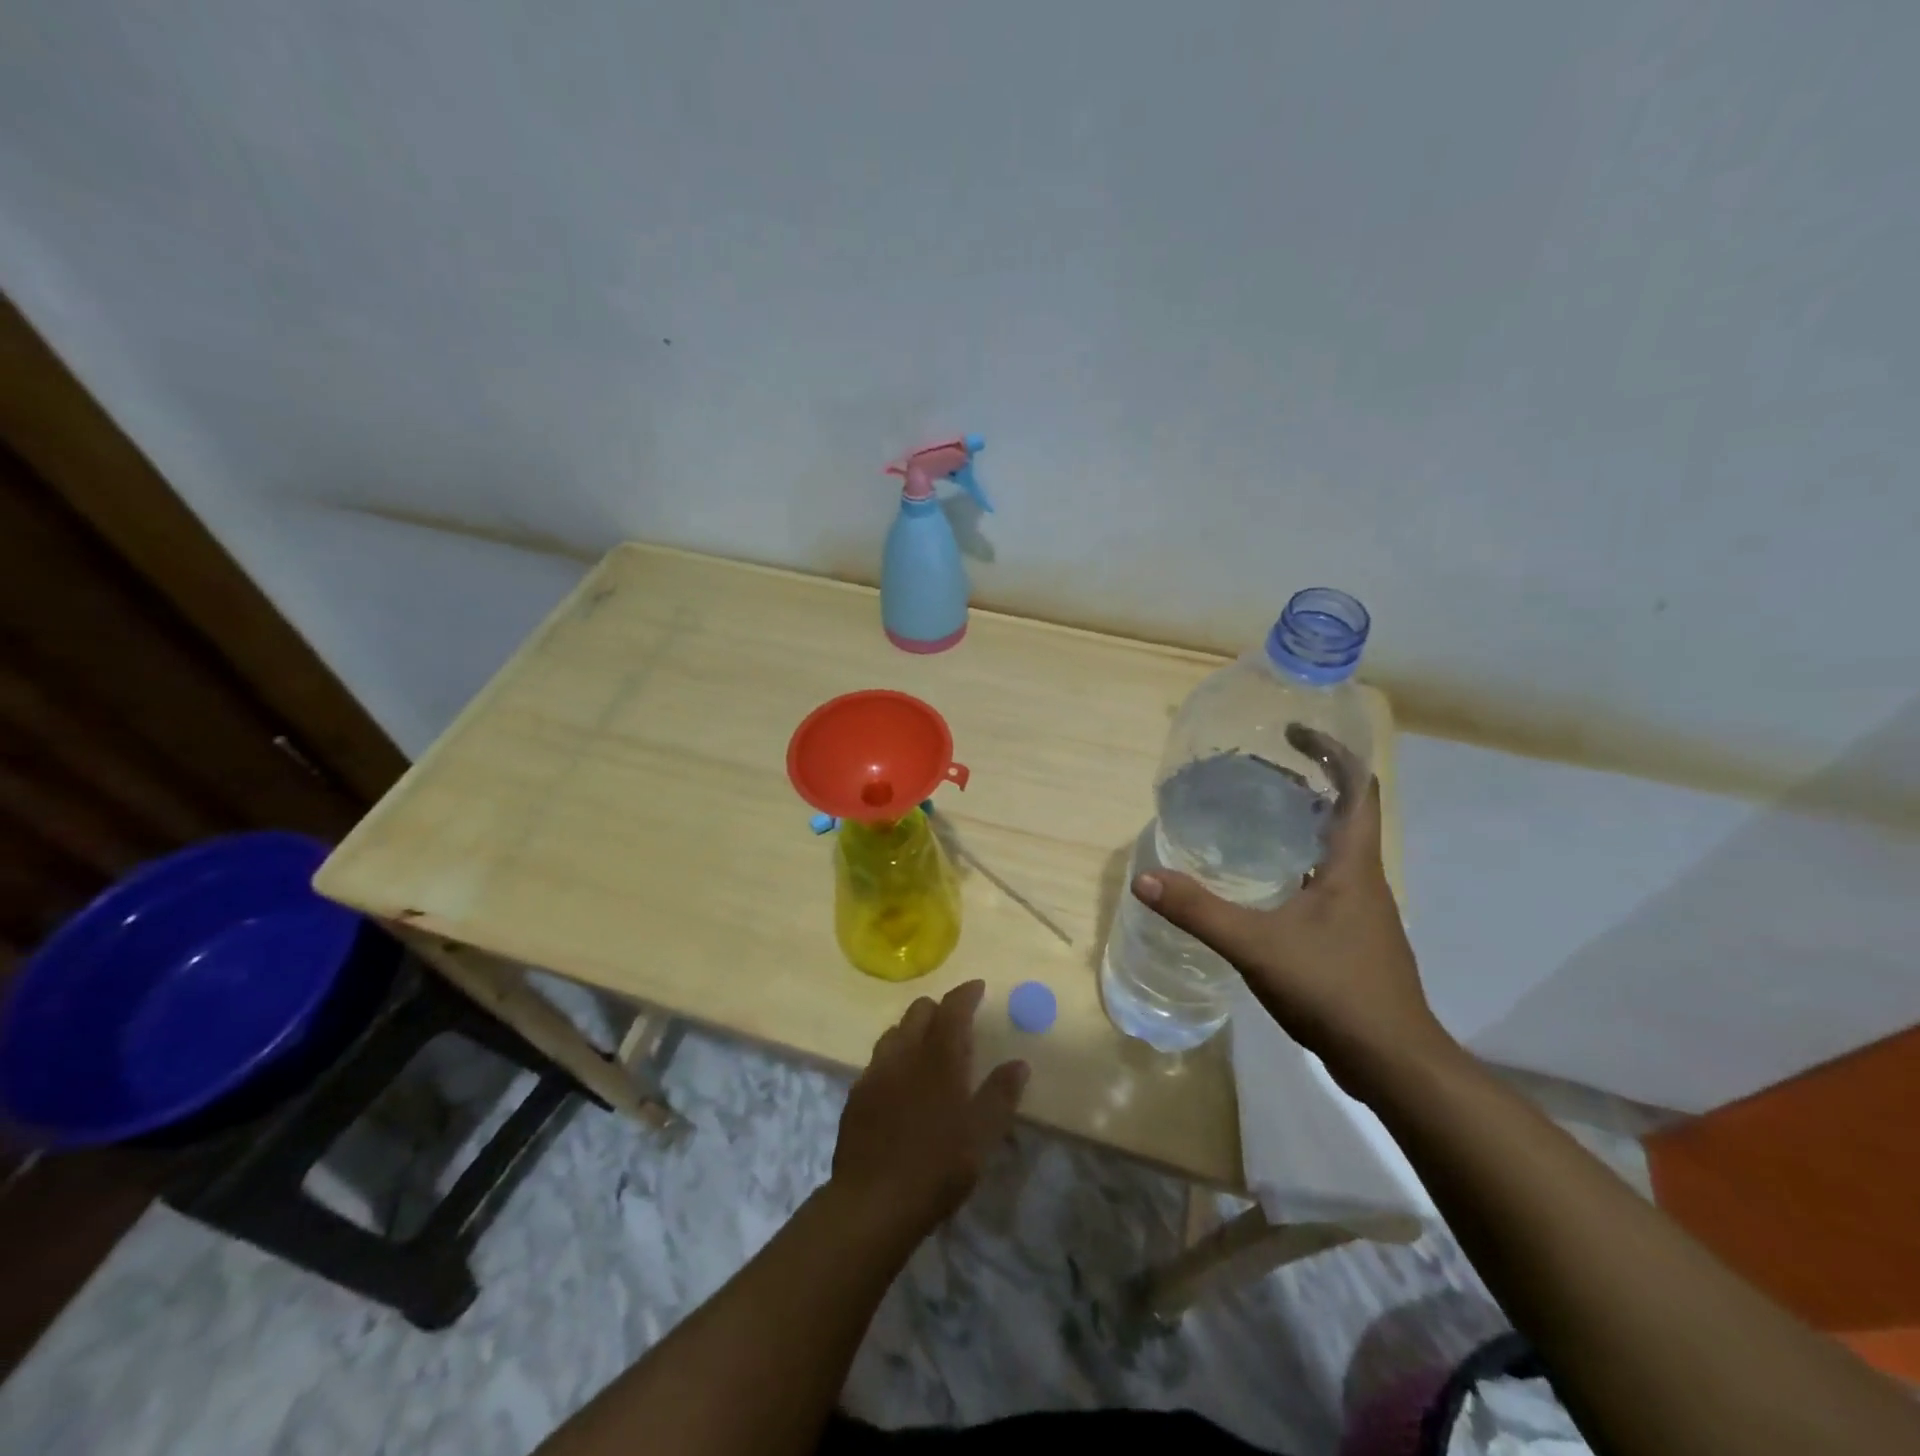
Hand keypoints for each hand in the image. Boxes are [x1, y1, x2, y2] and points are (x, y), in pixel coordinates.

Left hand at [830, 980, 1028, 1235]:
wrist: (871, 1203)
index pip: (952, 1008)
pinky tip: (900, 1083)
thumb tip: (1019, 1063)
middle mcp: (904, 1053)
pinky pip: (878, 1060)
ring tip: (928, 1050)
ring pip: (895, 1032)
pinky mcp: (856, 1095)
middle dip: (939, 1009)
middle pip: (919, 1011)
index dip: (966, 993)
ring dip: (914, 1030)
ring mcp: (875, 1072)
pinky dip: (894, 1057)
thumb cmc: (936, 1167)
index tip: (978, 988)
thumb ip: (1000, 1095)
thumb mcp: (981, 1136)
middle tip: (957, 1024)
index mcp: (938, 1057)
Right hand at [1132, 725, 1455, 1092]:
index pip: (1357, 787)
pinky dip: (1296, 864)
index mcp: (1353, 864)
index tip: (1292, 732)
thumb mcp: (1258, 947)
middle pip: (1343, 812)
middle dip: (1305, 783)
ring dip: (1300, 824)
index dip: (1331, 751)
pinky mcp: (1350, 936)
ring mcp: (1360, 910)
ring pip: (1332, 848)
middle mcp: (1363, 878)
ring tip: (1249, 817)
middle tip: (1252, 772)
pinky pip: (1324, 881)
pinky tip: (1260, 883)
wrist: (1392, 1062)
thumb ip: (1201, 912)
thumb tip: (1146, 879)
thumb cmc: (1335, 990)